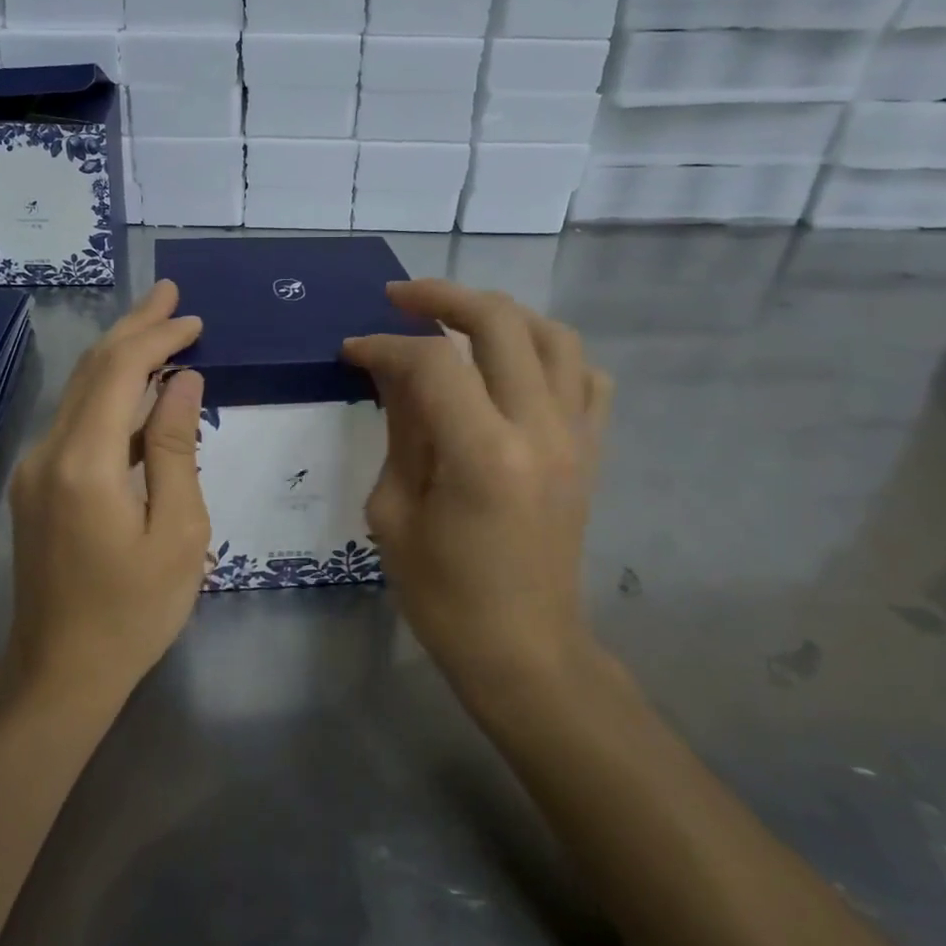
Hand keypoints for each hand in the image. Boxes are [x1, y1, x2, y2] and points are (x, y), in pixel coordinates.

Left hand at [6, 281, 209, 703]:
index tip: (194, 319)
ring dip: (120, 357)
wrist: (60, 674)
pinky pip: (76, 423)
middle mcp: (48, 453)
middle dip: (134, 327)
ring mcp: (35, 469)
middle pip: (91, 369)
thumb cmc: (134, 611)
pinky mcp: (37, 487)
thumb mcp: (178, 532)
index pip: (118, 371)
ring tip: (161, 328)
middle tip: (171, 294)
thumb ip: (176, 449)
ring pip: (79, 392)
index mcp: (84, 463)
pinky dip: (110, 397)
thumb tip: (182, 382)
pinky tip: (141, 394)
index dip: (156, 336)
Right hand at [343, 280, 612, 704]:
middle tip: (400, 298)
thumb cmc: (444, 594)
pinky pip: (586, 376)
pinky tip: (516, 363)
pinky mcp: (592, 451)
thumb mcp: (395, 512)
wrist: (525, 648)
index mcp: (483, 454)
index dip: (385, 344)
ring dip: (501, 314)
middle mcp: (540, 430)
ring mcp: (577, 437)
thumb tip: (394, 373)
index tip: (353, 349)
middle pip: (500, 322)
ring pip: (553, 335)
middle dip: (443, 297)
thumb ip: (401, 430)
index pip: (432, 363)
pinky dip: (550, 352)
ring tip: (458, 318)